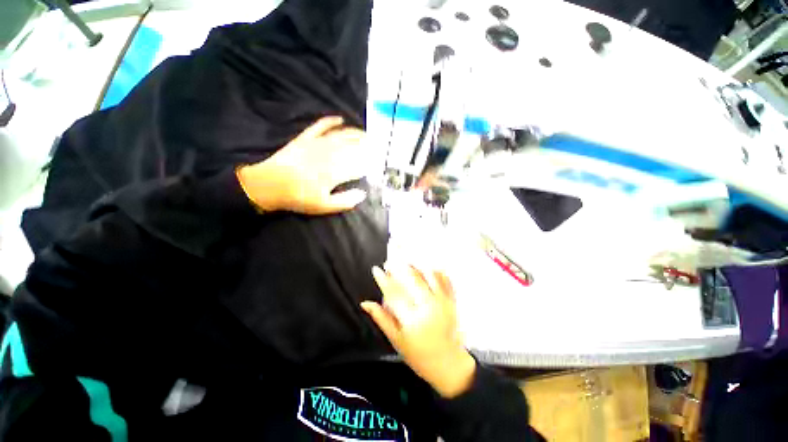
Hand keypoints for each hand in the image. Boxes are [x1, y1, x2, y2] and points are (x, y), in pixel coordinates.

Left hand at [236, 116, 370, 214]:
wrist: (269, 185)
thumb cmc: (299, 197)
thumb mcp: (324, 206)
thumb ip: (345, 201)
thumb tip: (363, 194)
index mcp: (335, 172)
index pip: (358, 166)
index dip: (369, 164)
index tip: (377, 163)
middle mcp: (329, 155)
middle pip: (352, 147)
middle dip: (366, 146)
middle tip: (376, 145)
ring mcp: (317, 144)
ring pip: (341, 135)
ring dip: (354, 133)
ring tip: (365, 133)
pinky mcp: (305, 138)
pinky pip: (320, 126)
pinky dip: (330, 121)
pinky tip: (340, 119)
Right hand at [361, 264, 475, 398]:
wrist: (448, 366)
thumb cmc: (418, 355)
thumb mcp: (396, 340)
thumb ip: (381, 319)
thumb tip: (365, 303)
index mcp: (412, 320)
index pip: (394, 294)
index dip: (383, 280)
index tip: (376, 269)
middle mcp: (428, 308)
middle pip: (412, 280)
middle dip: (399, 267)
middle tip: (390, 260)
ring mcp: (443, 303)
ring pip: (429, 276)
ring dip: (417, 266)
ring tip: (407, 261)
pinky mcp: (452, 302)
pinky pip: (446, 281)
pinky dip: (437, 271)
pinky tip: (428, 266)